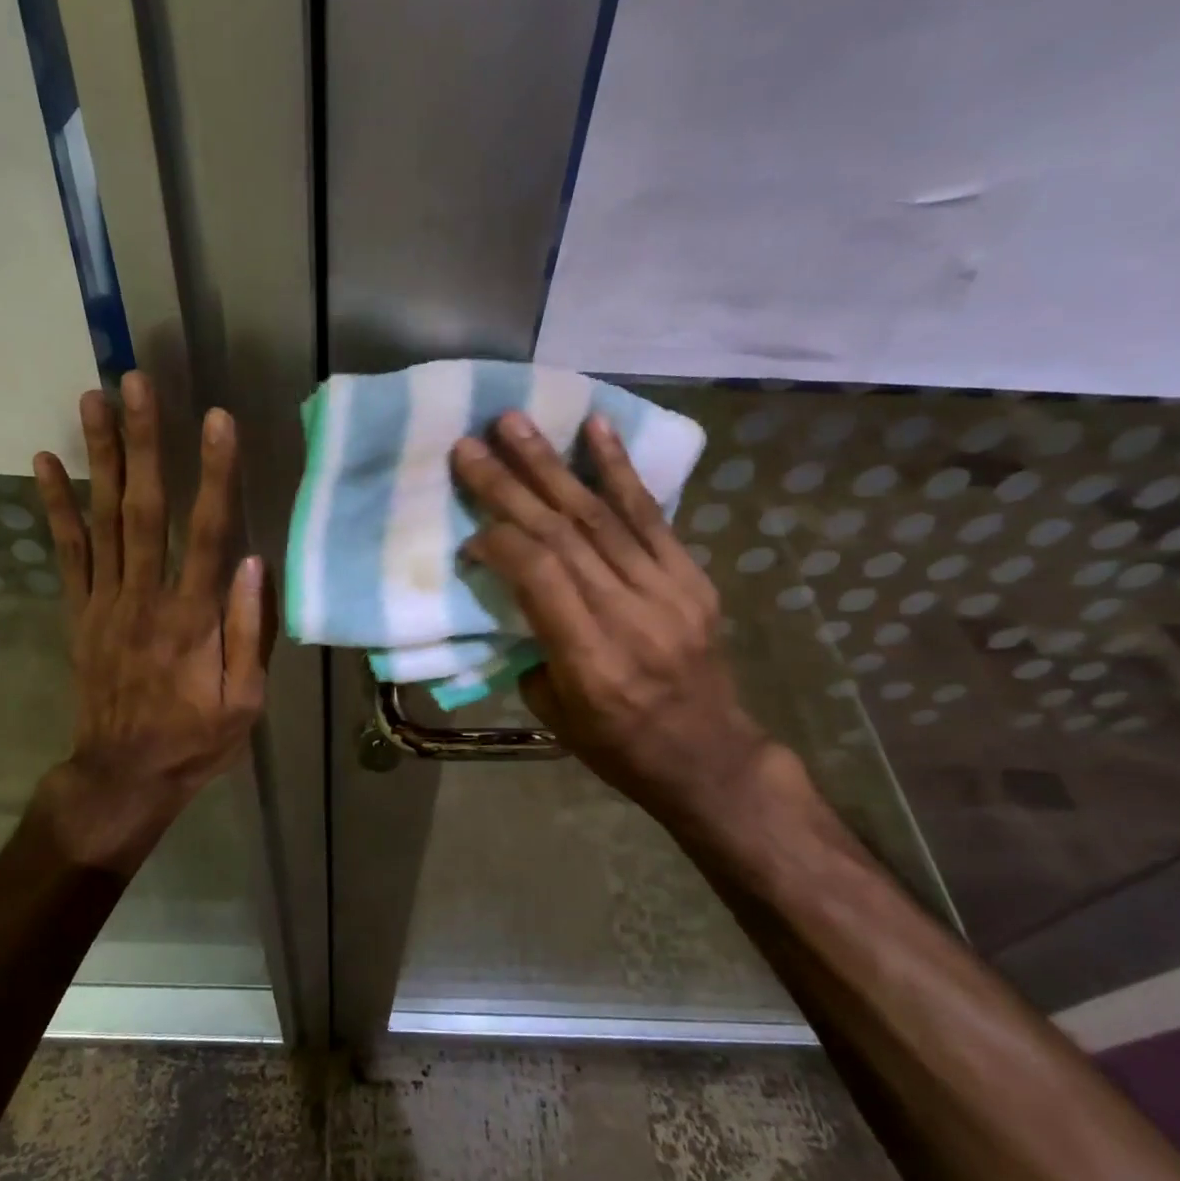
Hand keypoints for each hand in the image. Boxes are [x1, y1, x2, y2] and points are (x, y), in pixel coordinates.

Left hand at [33, 372, 270, 869]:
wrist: (121, 776)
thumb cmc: (195, 740)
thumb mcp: (244, 701)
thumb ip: (249, 632)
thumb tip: (254, 561)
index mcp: (192, 618)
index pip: (206, 532)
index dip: (214, 474)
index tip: (216, 420)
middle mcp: (144, 597)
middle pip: (144, 508)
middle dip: (144, 441)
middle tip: (138, 381)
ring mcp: (104, 601)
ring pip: (102, 518)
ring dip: (99, 456)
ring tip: (94, 398)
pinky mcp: (79, 611)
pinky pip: (66, 552)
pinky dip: (54, 506)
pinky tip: (45, 463)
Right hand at [452, 411, 775, 833]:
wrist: (710, 757)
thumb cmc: (618, 746)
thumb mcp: (553, 713)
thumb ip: (532, 643)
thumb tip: (514, 586)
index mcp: (591, 660)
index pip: (540, 576)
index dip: (499, 542)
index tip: (469, 534)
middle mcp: (630, 616)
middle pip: (564, 535)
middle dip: (510, 485)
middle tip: (471, 445)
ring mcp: (669, 591)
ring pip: (601, 514)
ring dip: (552, 464)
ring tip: (516, 422)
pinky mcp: (692, 577)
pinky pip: (652, 514)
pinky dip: (619, 468)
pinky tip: (596, 427)